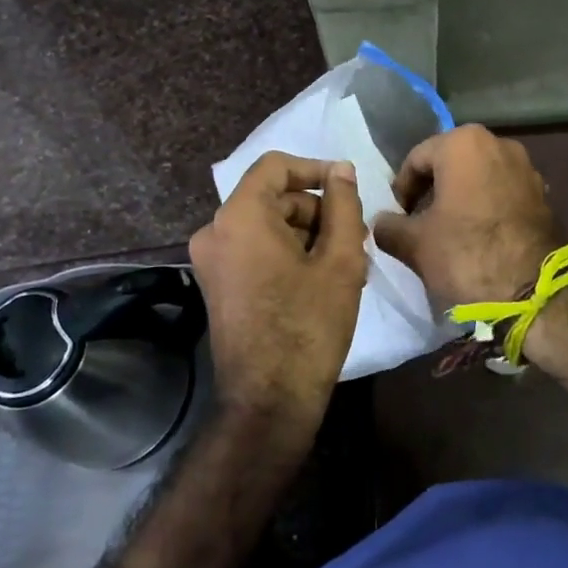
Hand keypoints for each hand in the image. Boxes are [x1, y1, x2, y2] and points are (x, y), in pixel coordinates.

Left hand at [189, 153, 367, 437]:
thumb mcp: (340, 260)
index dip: (314, 169)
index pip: (275, 166)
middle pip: (271, 198)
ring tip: (347, 264)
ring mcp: (211, 260)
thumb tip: (341, 169)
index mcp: (240, 216)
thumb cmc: (309, 325)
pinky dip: (286, 253)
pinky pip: (254, 249)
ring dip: (306, 235)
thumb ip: (343, 205)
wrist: (268, 401)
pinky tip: (321, 279)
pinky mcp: (216, 285)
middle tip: (355, 237)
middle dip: (316, 210)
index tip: (347, 187)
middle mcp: (215, 231)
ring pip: (265, 225)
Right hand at [373, 126, 560, 312]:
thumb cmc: (466, 254)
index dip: (402, 190)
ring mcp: (526, 167)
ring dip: (460, 198)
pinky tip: (479, 237)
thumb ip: (388, 226)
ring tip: (449, 232)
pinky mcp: (543, 193)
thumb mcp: (414, 243)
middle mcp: (498, 143)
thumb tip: (379, 223)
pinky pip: (503, 191)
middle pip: (450, 163)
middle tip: (419, 223)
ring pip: (478, 177)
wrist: (533, 292)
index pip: (416, 159)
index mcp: (463, 143)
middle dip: (432, 191)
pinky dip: (486, 206)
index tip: (398, 218)